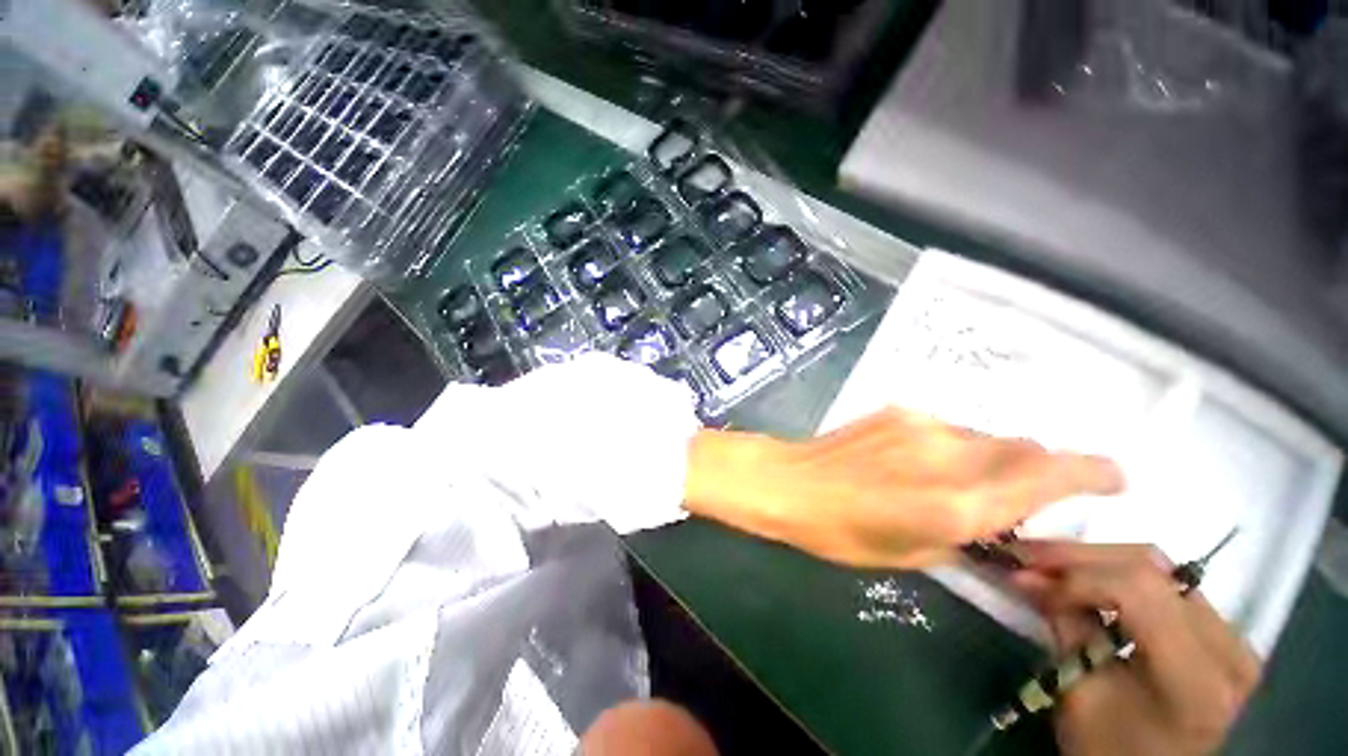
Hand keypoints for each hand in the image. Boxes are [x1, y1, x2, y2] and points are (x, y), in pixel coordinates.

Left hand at [684, 407, 1122, 567]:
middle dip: (1041, 470)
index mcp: (957, 503)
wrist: (790, 481)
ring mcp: (922, 425)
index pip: (1048, 479)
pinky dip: (956, 447)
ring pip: (986, 437)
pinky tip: (923, 463)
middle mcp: (950, 455)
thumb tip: (999, 521)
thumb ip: (966, 533)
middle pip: (1025, 450)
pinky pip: (948, 428)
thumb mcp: (912, 553)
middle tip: (1027, 495)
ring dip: (994, 459)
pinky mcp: (898, 411)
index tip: (1116, 479)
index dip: (1092, 474)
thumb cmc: (842, 531)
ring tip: (963, 482)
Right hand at [1011, 542, 1261, 755]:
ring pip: (1157, 566)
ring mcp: (1232, 634)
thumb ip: (1066, 629)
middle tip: (1023, 553)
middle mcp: (1227, 647)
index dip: (1077, 579)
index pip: (1137, 592)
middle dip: (1077, 556)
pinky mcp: (1221, 629)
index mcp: (1196, 679)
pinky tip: (1084, 575)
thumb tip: (1026, 576)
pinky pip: (1165, 582)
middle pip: (1149, 569)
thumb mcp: (1080, 696)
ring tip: (1045, 560)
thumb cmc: (1110, 749)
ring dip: (1094, 559)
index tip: (1026, 582)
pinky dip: (1116, 572)